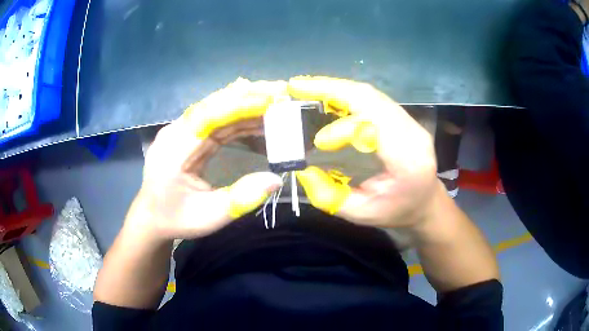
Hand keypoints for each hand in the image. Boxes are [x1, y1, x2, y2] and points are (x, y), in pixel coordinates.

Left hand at [126, 78, 286, 240]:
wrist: (151, 216)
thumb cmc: (176, 219)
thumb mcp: (209, 217)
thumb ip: (240, 199)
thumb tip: (276, 180)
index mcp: (174, 151)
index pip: (208, 117)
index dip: (239, 106)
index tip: (270, 101)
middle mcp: (175, 132)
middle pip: (214, 106)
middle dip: (248, 98)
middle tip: (280, 92)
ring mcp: (180, 130)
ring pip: (216, 109)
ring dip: (246, 105)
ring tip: (276, 103)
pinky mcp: (188, 134)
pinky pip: (215, 120)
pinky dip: (238, 118)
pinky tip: (257, 119)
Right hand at [289, 76, 439, 229]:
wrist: (426, 203)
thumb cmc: (397, 212)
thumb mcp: (362, 214)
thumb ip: (330, 197)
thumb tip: (303, 170)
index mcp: (407, 161)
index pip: (374, 128)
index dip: (342, 130)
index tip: (318, 143)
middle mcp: (413, 133)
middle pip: (371, 98)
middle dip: (331, 89)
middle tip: (298, 86)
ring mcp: (410, 121)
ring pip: (371, 94)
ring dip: (336, 87)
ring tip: (306, 87)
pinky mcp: (404, 117)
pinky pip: (373, 98)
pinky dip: (347, 93)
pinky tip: (328, 94)